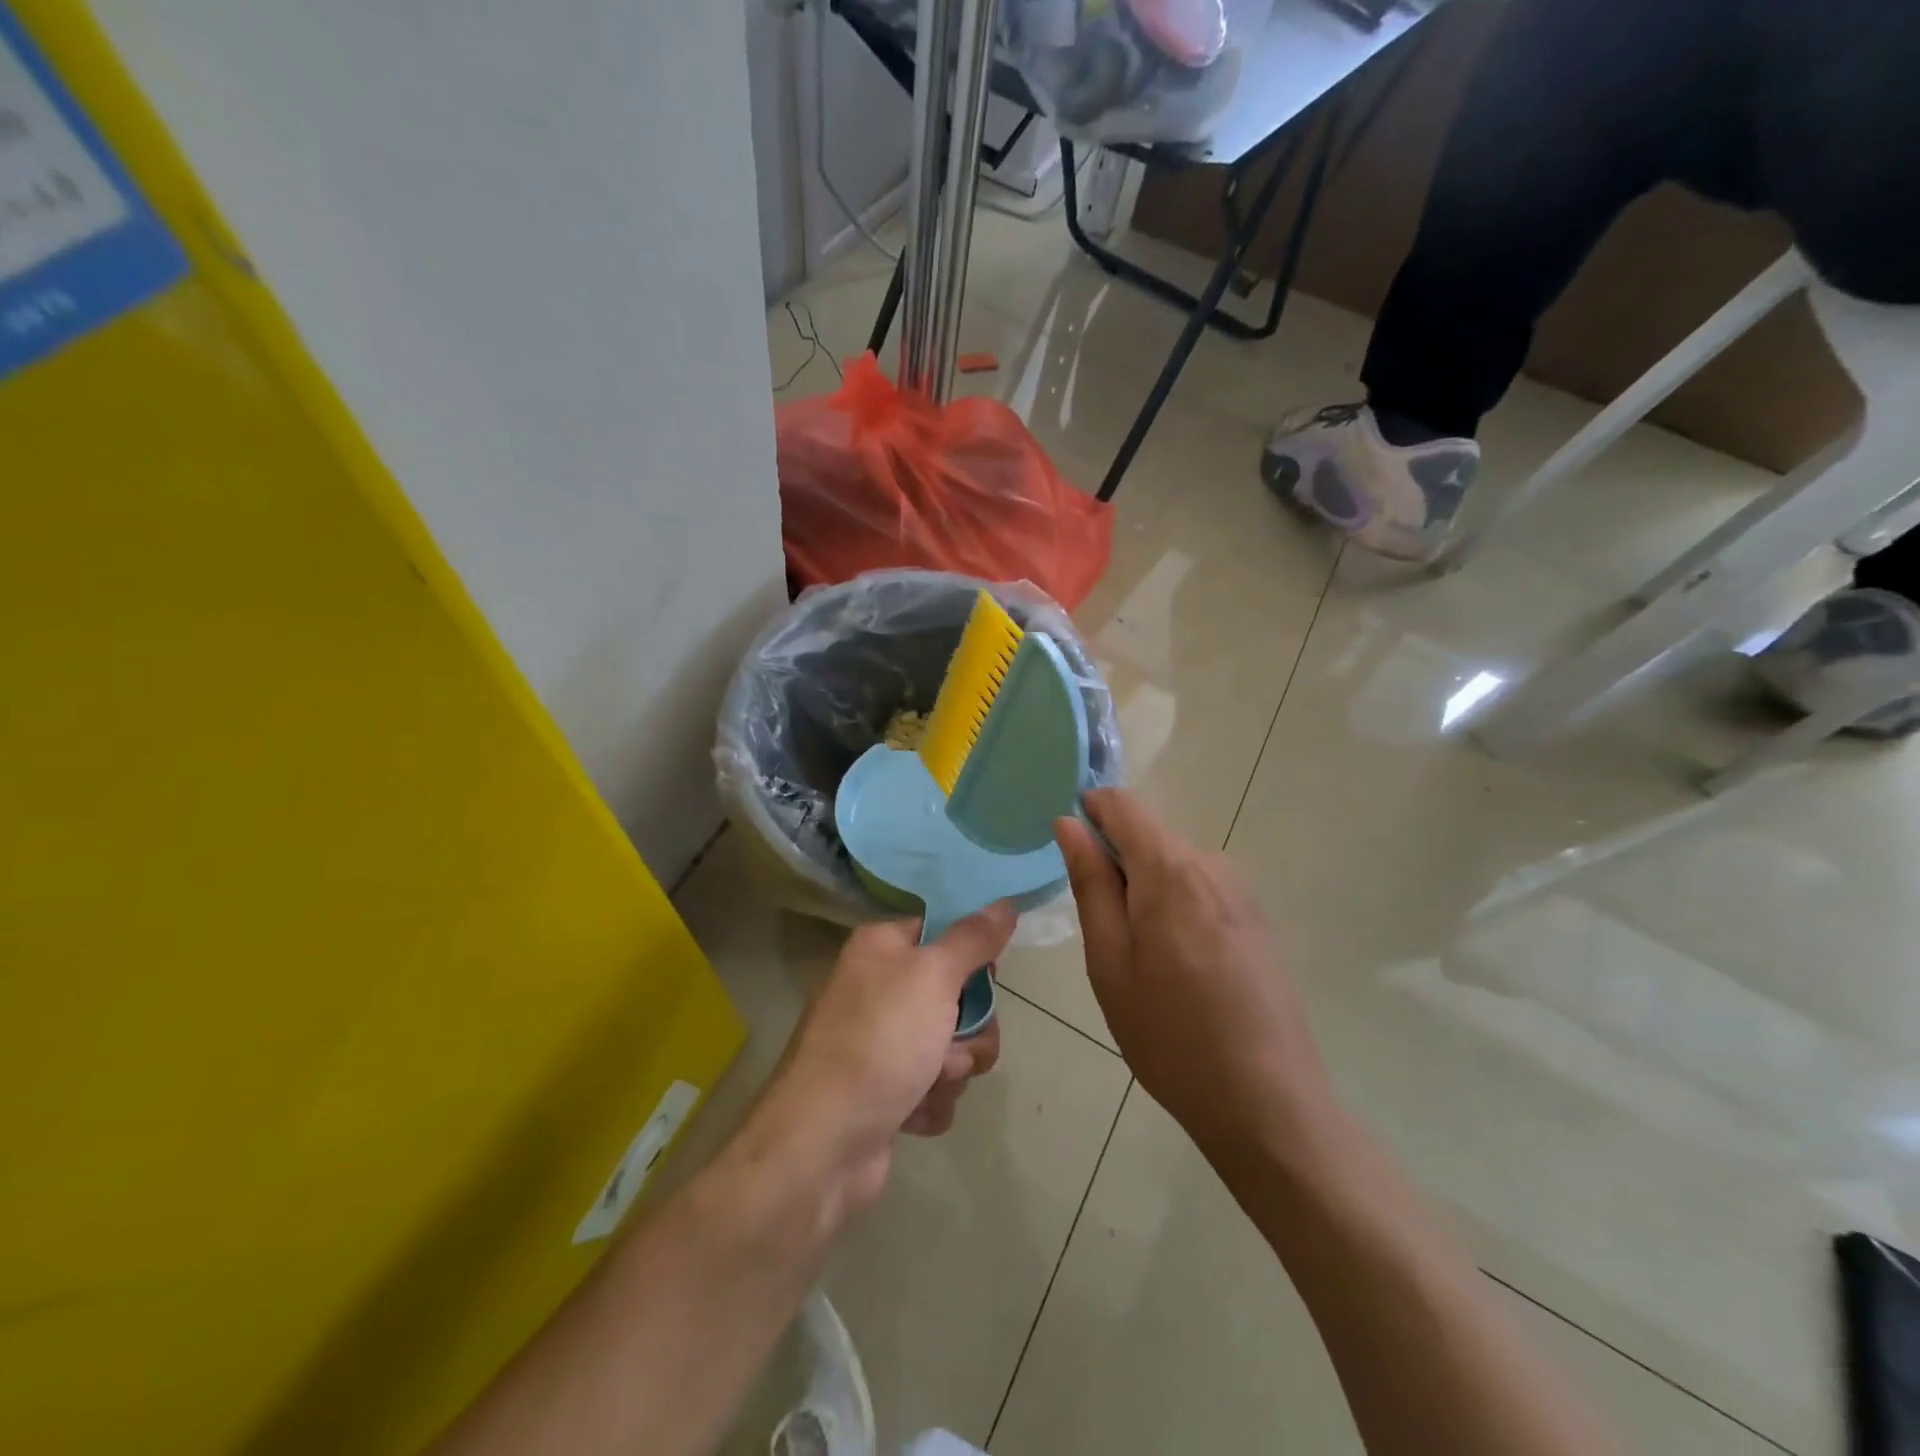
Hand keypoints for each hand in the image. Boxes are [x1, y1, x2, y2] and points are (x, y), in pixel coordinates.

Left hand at [747, 906, 1013, 1216]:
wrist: (822, 1143)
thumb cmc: (878, 1042)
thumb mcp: (932, 976)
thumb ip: (972, 939)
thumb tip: (1004, 903)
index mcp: (882, 948)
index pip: (944, 933)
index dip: (971, 957)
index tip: (985, 977)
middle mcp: (879, 989)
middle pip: (958, 996)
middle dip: (968, 1030)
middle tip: (951, 1045)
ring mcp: (882, 1043)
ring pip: (953, 1046)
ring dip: (952, 1071)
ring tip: (926, 1084)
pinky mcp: (887, 1091)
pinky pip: (935, 1088)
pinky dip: (931, 1102)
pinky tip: (910, 1112)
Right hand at [1055, 791, 1331, 1157]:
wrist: (1267, 1103)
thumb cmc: (1169, 1036)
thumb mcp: (1109, 962)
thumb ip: (1090, 883)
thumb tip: (1069, 823)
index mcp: (1170, 869)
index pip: (1122, 803)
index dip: (1088, 813)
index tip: (1069, 856)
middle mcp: (1211, 864)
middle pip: (1147, 834)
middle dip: (1115, 864)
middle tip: (1104, 935)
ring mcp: (1240, 891)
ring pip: (1171, 864)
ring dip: (1143, 891)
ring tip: (1141, 962)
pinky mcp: (1255, 917)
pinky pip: (1198, 888)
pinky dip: (1173, 908)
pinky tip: (1178, 970)